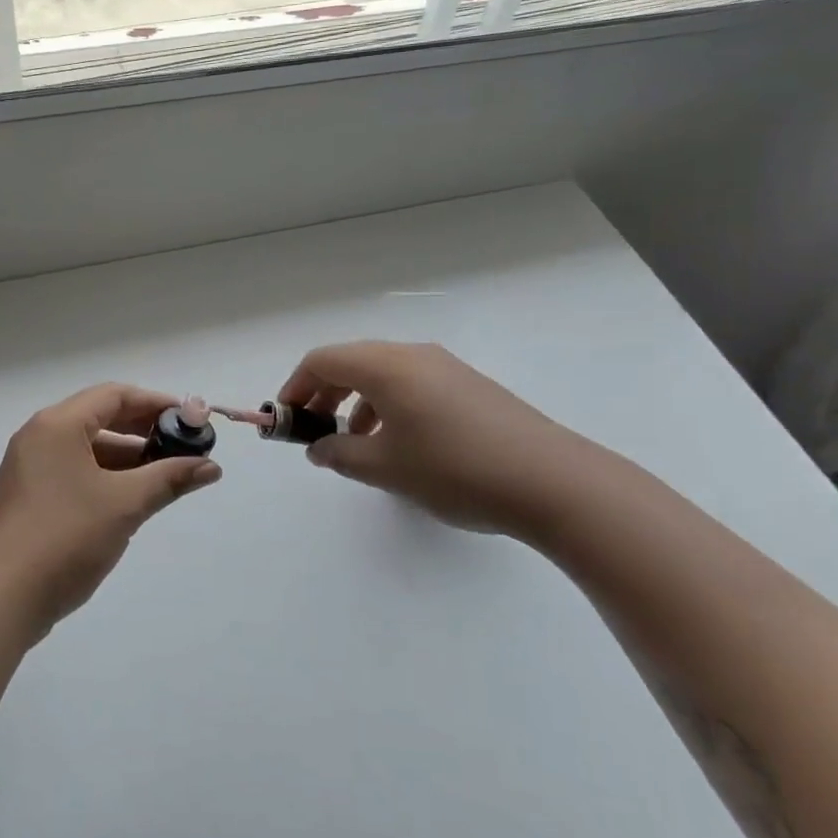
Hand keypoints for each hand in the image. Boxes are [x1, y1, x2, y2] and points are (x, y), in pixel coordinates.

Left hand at [0, 384, 221, 636]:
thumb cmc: (64, 538)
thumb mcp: (124, 505)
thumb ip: (169, 479)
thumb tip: (211, 466)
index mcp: (58, 425)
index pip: (115, 395)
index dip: (157, 403)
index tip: (191, 420)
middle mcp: (40, 437)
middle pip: (100, 418)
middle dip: (144, 431)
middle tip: (183, 448)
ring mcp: (30, 468)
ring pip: (88, 449)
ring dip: (127, 458)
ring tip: (166, 478)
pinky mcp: (28, 497)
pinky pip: (74, 472)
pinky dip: (105, 478)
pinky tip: (131, 500)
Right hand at [277, 341, 587, 539]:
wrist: (552, 482)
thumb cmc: (455, 470)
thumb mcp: (385, 468)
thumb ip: (339, 454)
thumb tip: (318, 448)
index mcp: (387, 366)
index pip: (323, 360)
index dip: (295, 387)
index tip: (285, 420)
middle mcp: (413, 355)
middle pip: (351, 362)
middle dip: (323, 394)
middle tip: (313, 431)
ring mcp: (446, 368)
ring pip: (382, 373)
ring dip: (356, 401)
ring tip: (354, 443)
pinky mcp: (469, 386)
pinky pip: (411, 384)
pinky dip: (387, 404)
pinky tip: (398, 443)